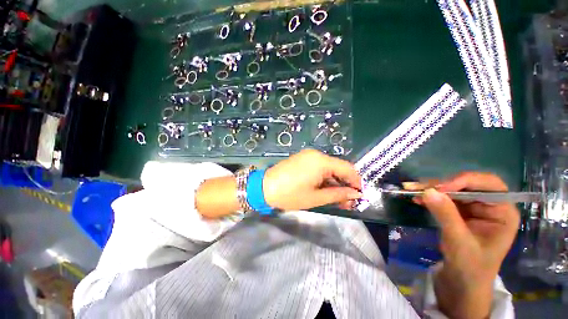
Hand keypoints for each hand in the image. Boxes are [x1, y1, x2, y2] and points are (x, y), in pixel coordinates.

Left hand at [263, 149, 361, 210]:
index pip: (347, 168)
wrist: (264, 188)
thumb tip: (355, 194)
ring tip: (337, 198)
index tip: (359, 195)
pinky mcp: (302, 159)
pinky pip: (319, 167)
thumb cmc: (290, 194)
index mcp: (321, 161)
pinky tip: (325, 189)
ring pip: (328, 168)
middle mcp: (316, 154)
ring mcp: (308, 156)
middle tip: (348, 201)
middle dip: (344, 184)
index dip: (356, 181)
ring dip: (334, 182)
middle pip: (338, 167)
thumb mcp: (316, 197)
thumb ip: (338, 194)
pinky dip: (324, 178)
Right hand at [413, 172, 518, 318]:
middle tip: (419, 187)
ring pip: (453, 190)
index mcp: (502, 213)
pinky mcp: (460, 212)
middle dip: (442, 185)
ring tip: (411, 189)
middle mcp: (490, 206)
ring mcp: (474, 209)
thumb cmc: (470, 267)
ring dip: (432, 189)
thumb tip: (428, 191)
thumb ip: (446, 215)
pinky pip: (444, 198)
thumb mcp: (459, 242)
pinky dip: (430, 197)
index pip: (489, 185)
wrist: (462, 283)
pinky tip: (416, 198)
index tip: (440, 188)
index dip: (465, 181)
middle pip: (467, 185)